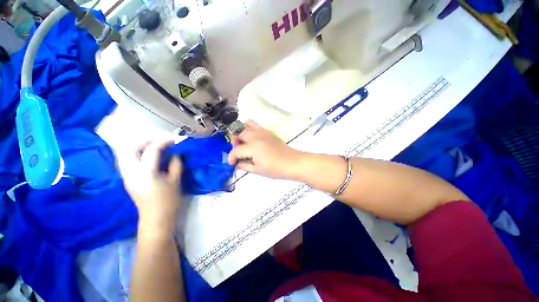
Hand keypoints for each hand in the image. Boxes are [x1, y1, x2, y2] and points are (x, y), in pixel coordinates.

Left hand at [119, 141, 182, 237]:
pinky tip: (148, 159)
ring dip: (138, 148)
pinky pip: (127, 161)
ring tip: (153, 149)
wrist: (156, 218)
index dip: (163, 142)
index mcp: (146, 172)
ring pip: (124, 154)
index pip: (151, 150)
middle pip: (129, 149)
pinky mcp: (127, 180)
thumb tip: (175, 154)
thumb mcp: (176, 181)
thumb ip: (176, 164)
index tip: (174, 141)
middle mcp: (131, 172)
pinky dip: (136, 155)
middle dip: (144, 142)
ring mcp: (126, 176)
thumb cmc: (168, 200)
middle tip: (158, 142)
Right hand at [228, 120, 303, 179]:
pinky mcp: (268, 131)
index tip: (231, 163)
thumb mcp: (258, 170)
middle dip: (234, 141)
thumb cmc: (275, 169)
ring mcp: (262, 131)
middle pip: (238, 132)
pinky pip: (255, 125)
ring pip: (246, 123)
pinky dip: (250, 130)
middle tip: (238, 150)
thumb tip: (237, 163)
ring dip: (241, 131)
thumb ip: (244, 166)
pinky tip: (254, 140)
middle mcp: (255, 136)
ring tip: (244, 141)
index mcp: (252, 147)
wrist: (292, 162)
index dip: (231, 157)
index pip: (236, 150)